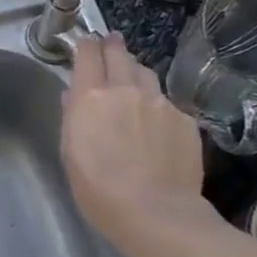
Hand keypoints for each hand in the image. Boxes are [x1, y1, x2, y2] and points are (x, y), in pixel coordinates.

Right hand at [61, 32, 214, 246]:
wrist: (156, 213)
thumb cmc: (99, 190)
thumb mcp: (70, 154)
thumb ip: (73, 118)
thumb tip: (74, 97)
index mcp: (91, 97)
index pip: (87, 54)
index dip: (86, 46)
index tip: (86, 44)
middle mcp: (126, 90)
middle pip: (119, 54)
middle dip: (112, 45)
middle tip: (111, 42)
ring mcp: (159, 102)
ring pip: (146, 73)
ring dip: (136, 72)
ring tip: (134, 80)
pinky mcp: (185, 119)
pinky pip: (167, 102)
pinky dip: (158, 105)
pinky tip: (157, 124)